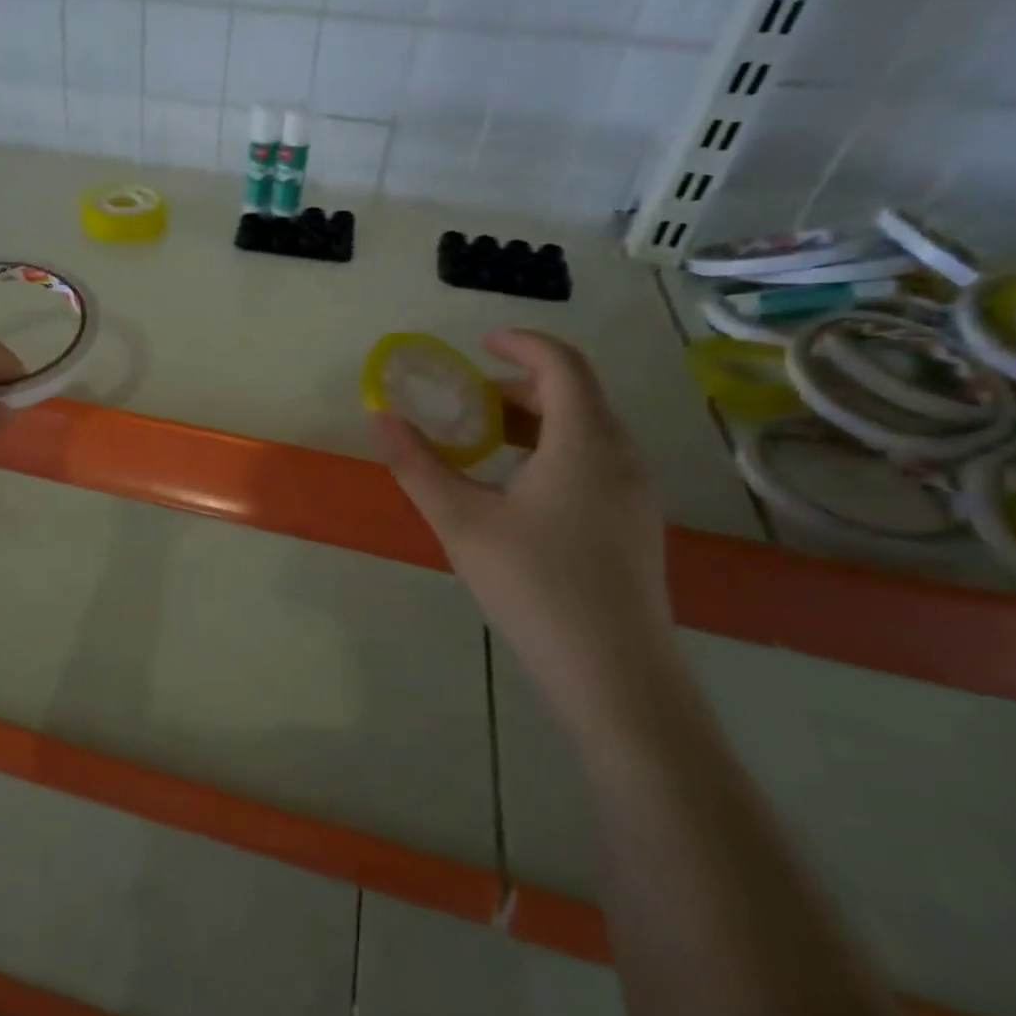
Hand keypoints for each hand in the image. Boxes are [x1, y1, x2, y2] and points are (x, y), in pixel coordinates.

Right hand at [370, 330, 673, 721]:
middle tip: (467, 402)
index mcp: (585, 442)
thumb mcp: (461, 522)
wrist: (613, 672)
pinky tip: (517, 488)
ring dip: (536, 420)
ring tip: (484, 442)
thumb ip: (418, 466)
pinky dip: (554, 450)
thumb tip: (379, 417)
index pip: (562, 365)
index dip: (521, 344)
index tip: (479, 344)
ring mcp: (635, 492)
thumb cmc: (534, 585)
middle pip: (576, 394)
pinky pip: (596, 460)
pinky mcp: (634, 522)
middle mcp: (621, 456)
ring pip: (588, 430)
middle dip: (520, 385)